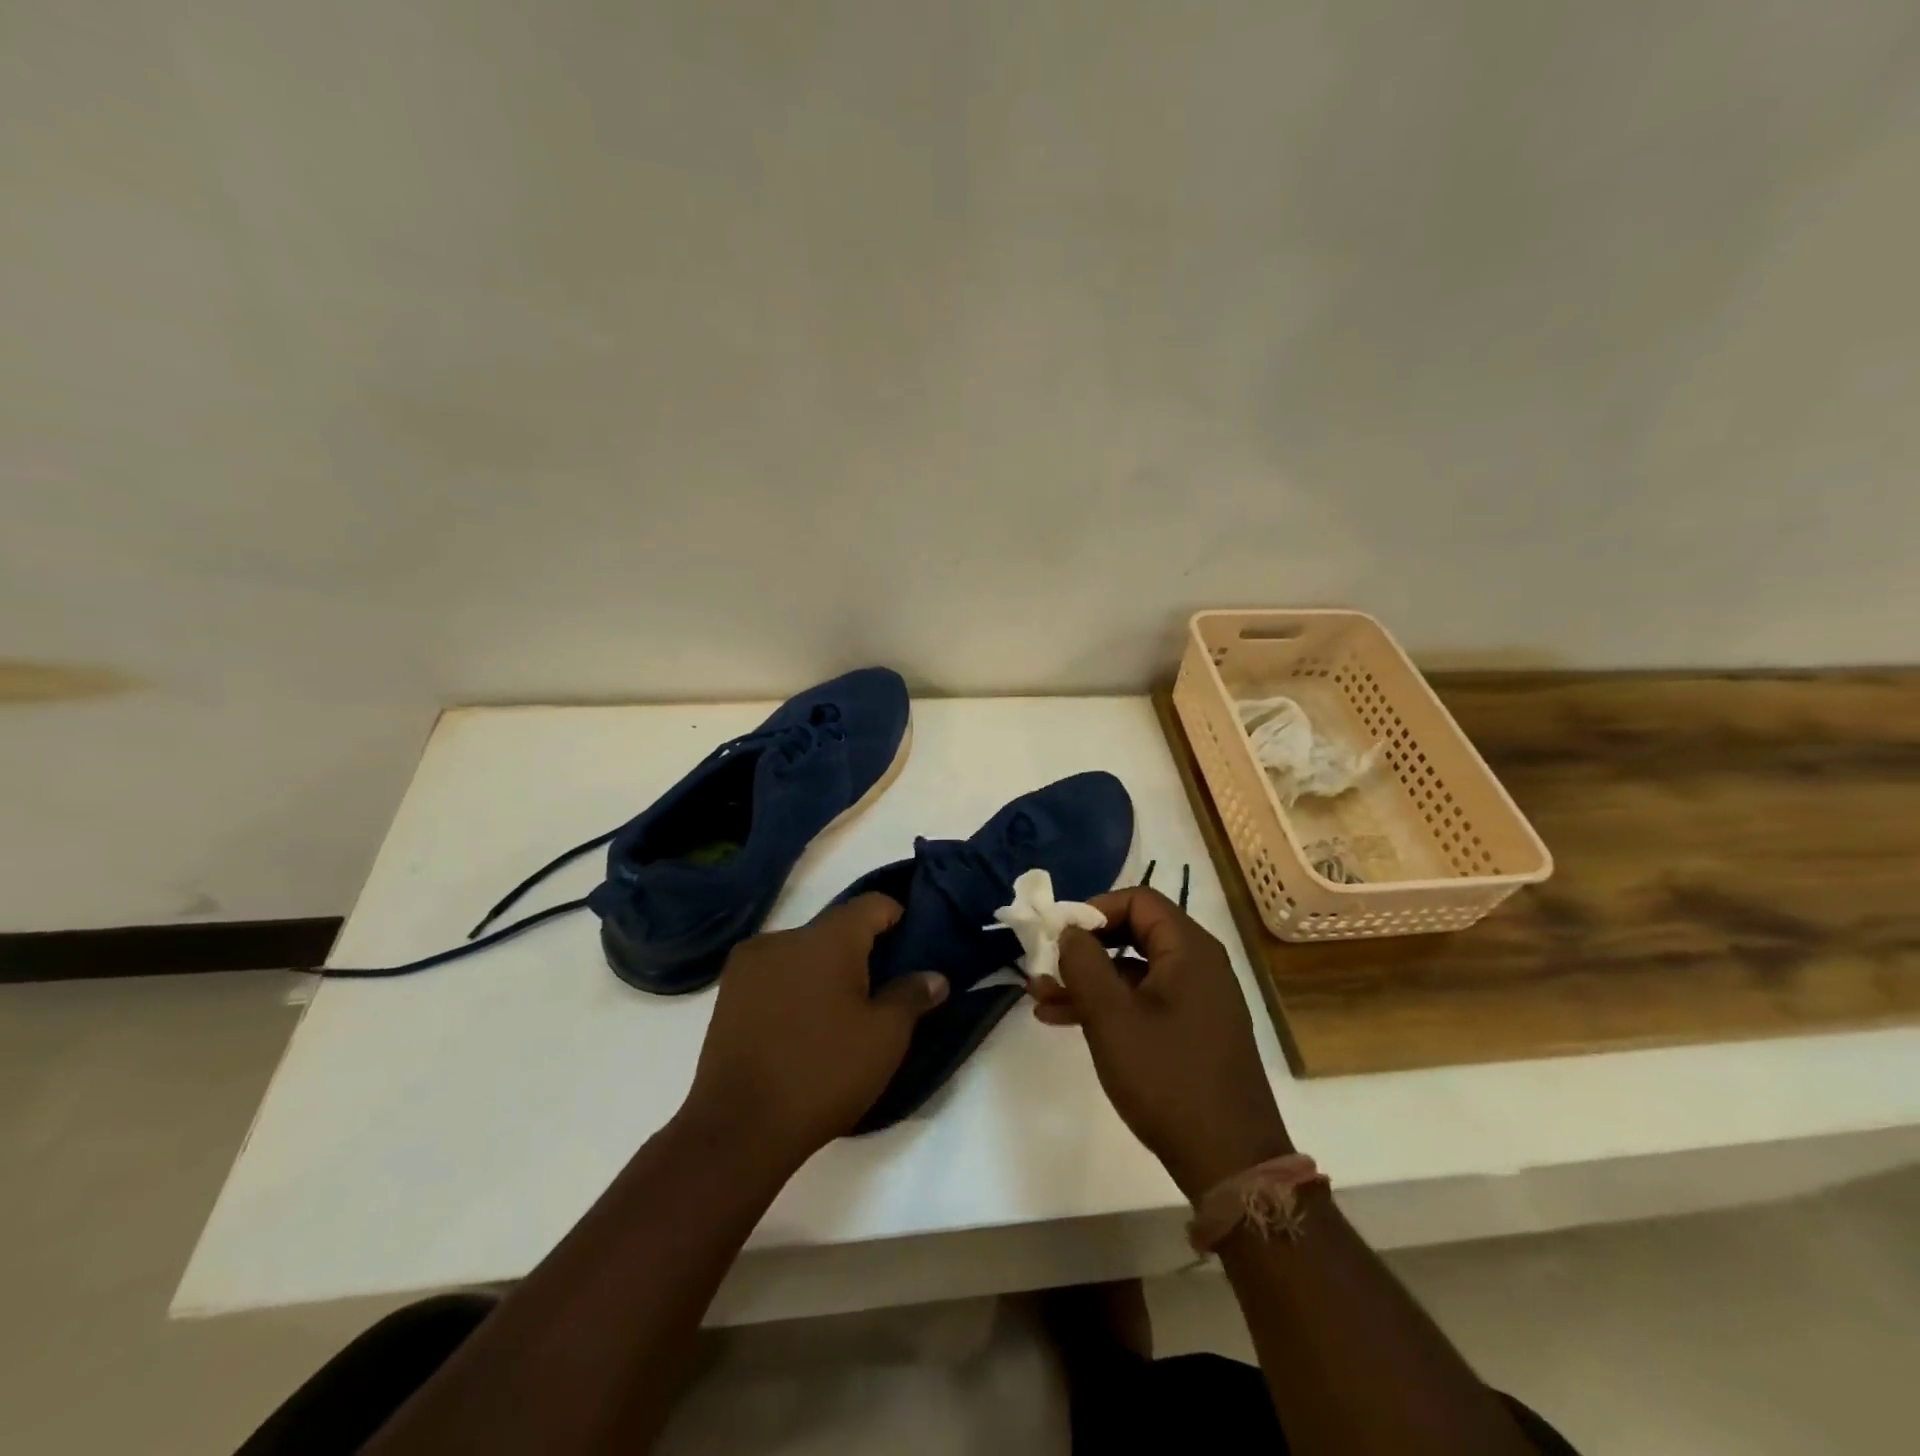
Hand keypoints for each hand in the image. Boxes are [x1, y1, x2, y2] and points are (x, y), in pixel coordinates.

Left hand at [682, 894, 946, 1162]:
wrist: (738, 1127)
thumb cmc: (823, 1073)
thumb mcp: (884, 1038)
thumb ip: (912, 996)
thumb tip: (934, 976)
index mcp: (827, 938)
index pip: (872, 904)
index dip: (897, 917)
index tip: (911, 945)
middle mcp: (785, 937)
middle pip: (835, 928)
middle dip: (860, 950)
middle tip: (880, 989)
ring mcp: (750, 964)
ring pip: (802, 952)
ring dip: (824, 969)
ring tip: (838, 1013)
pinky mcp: (728, 993)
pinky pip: (775, 973)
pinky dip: (794, 986)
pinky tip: (801, 1025)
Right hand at [1030, 887, 1291, 1198]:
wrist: (1228, 1160)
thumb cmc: (1166, 1076)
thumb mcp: (1111, 1016)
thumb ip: (1083, 962)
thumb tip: (1069, 930)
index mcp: (1189, 948)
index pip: (1138, 900)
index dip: (1094, 908)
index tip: (1058, 934)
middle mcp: (1198, 964)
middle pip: (1134, 932)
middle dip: (1084, 948)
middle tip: (1045, 966)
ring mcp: (1197, 1000)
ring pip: (1134, 970)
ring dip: (1088, 981)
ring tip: (1040, 1000)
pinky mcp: (1192, 1031)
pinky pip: (1144, 1000)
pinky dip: (1109, 1005)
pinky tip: (1066, 1021)